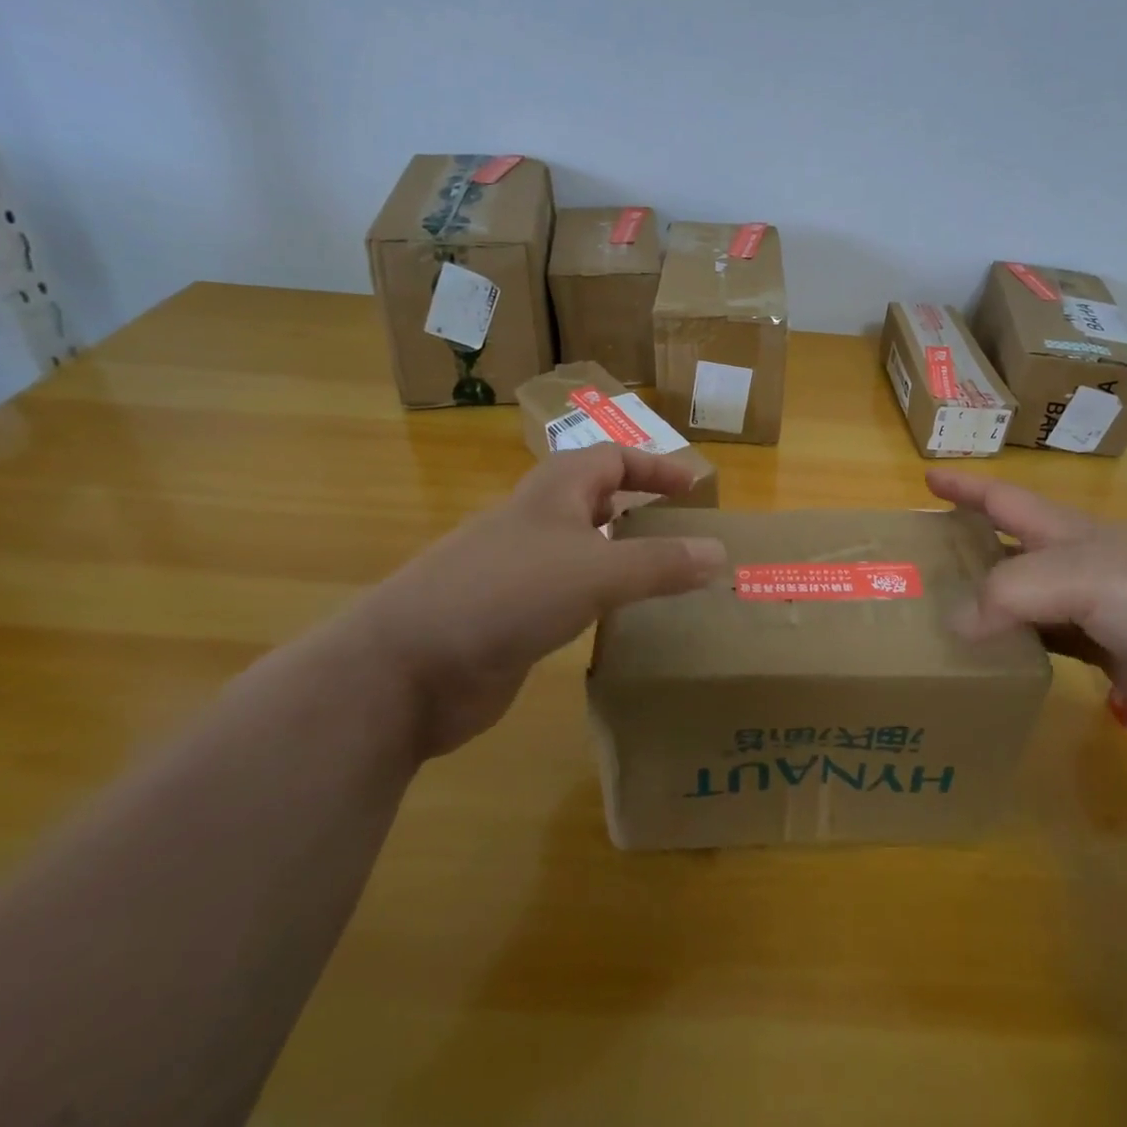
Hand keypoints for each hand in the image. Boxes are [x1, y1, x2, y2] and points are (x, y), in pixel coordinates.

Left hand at [353, 446, 725, 756]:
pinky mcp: (508, 615)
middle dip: (636, 506)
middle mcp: (535, 522)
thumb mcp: (595, 572)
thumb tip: (720, 554)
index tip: (694, 488)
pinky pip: (566, 592)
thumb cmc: (505, 594)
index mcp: (553, 492)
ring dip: (618, 553)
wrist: (406, 668)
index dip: (654, 468)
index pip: (612, 459)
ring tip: (662, 574)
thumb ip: (660, 564)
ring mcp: (517, 570)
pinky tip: (617, 618)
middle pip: (593, 498)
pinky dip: (597, 596)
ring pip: (579, 547)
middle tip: (680, 530)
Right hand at [926, 469, 1126, 733]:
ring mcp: (1087, 607)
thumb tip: (955, 623)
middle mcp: (1072, 563)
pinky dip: (1009, 642)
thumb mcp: (1081, 578)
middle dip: (965, 544)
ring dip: (983, 598)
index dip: (966, 487)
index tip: (926, 478)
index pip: (1005, 499)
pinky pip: (1038, 640)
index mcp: (1068, 531)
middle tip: (918, 558)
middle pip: (1007, 546)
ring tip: (938, 610)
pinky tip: (986, 655)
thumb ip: (1012, 592)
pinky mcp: (1097, 650)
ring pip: (1019, 596)